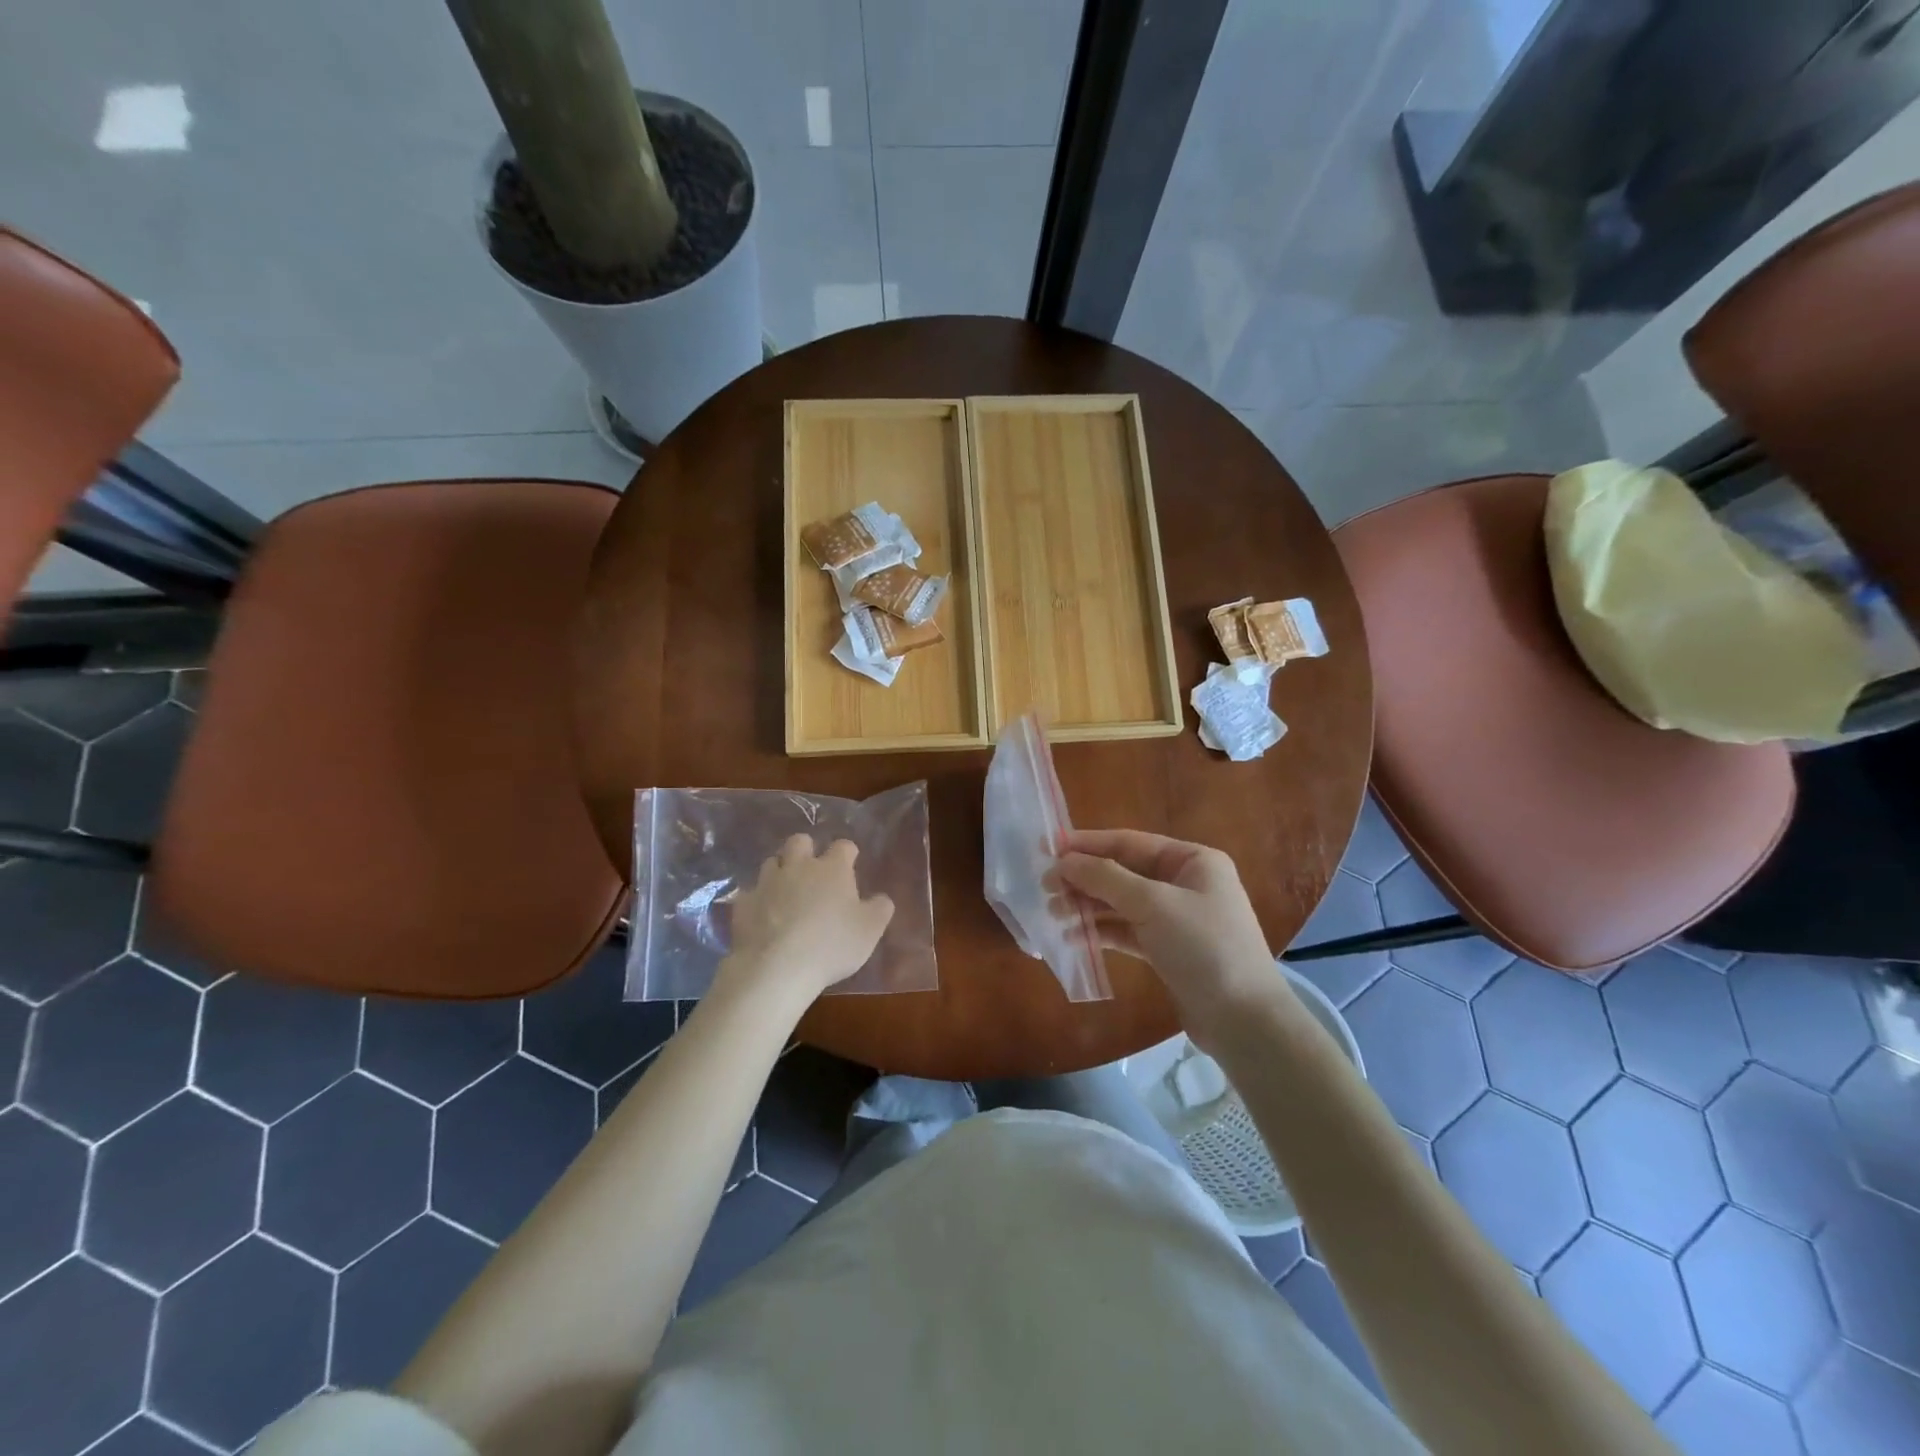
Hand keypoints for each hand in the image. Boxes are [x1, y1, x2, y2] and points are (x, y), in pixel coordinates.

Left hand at [718, 835, 894, 1005]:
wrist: (776, 968)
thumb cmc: (832, 945)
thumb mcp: (870, 930)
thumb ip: (879, 909)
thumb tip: (881, 898)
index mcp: (832, 869)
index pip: (843, 846)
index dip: (848, 853)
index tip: (851, 863)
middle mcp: (798, 866)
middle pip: (800, 841)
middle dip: (806, 849)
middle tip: (812, 869)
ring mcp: (767, 883)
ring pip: (772, 862)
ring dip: (780, 871)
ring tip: (786, 891)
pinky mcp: (743, 904)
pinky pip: (751, 893)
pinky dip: (758, 900)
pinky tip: (762, 916)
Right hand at [1055, 829, 1290, 1051]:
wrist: (1244, 1021)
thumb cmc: (1204, 948)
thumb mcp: (1154, 905)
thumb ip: (1106, 878)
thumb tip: (1064, 861)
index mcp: (1192, 860)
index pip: (1130, 842)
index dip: (1088, 844)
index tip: (1049, 848)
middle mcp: (1185, 883)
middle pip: (1123, 872)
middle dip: (1085, 879)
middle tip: (1046, 888)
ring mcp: (1176, 918)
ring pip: (1121, 902)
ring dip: (1088, 906)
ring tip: (1055, 915)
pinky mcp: (1167, 949)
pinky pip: (1127, 930)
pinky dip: (1102, 931)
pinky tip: (1074, 937)